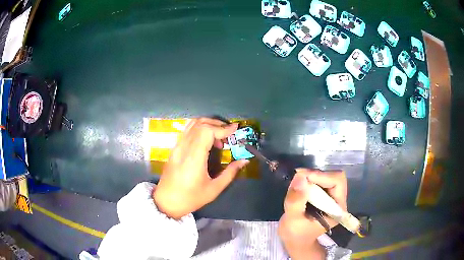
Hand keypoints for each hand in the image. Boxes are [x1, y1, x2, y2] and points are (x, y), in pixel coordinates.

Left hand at [153, 118, 248, 218]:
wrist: (166, 202)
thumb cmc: (191, 198)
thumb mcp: (214, 189)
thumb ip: (230, 173)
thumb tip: (244, 161)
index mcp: (194, 158)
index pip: (207, 131)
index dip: (222, 128)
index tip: (235, 129)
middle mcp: (184, 148)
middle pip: (200, 124)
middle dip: (217, 124)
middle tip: (229, 133)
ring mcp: (177, 147)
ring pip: (192, 124)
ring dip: (208, 124)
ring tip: (219, 136)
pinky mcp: (174, 149)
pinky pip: (187, 131)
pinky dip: (199, 129)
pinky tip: (206, 141)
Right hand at [278, 169, 346, 259]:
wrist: (295, 241)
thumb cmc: (295, 234)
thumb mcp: (292, 220)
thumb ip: (296, 200)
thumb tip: (300, 177)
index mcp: (337, 209)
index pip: (337, 181)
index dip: (321, 176)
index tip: (302, 177)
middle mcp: (338, 201)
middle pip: (333, 177)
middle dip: (315, 176)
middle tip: (297, 178)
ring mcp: (331, 198)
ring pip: (326, 177)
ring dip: (311, 177)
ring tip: (296, 184)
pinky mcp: (324, 197)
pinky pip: (319, 181)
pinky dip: (308, 180)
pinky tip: (298, 187)